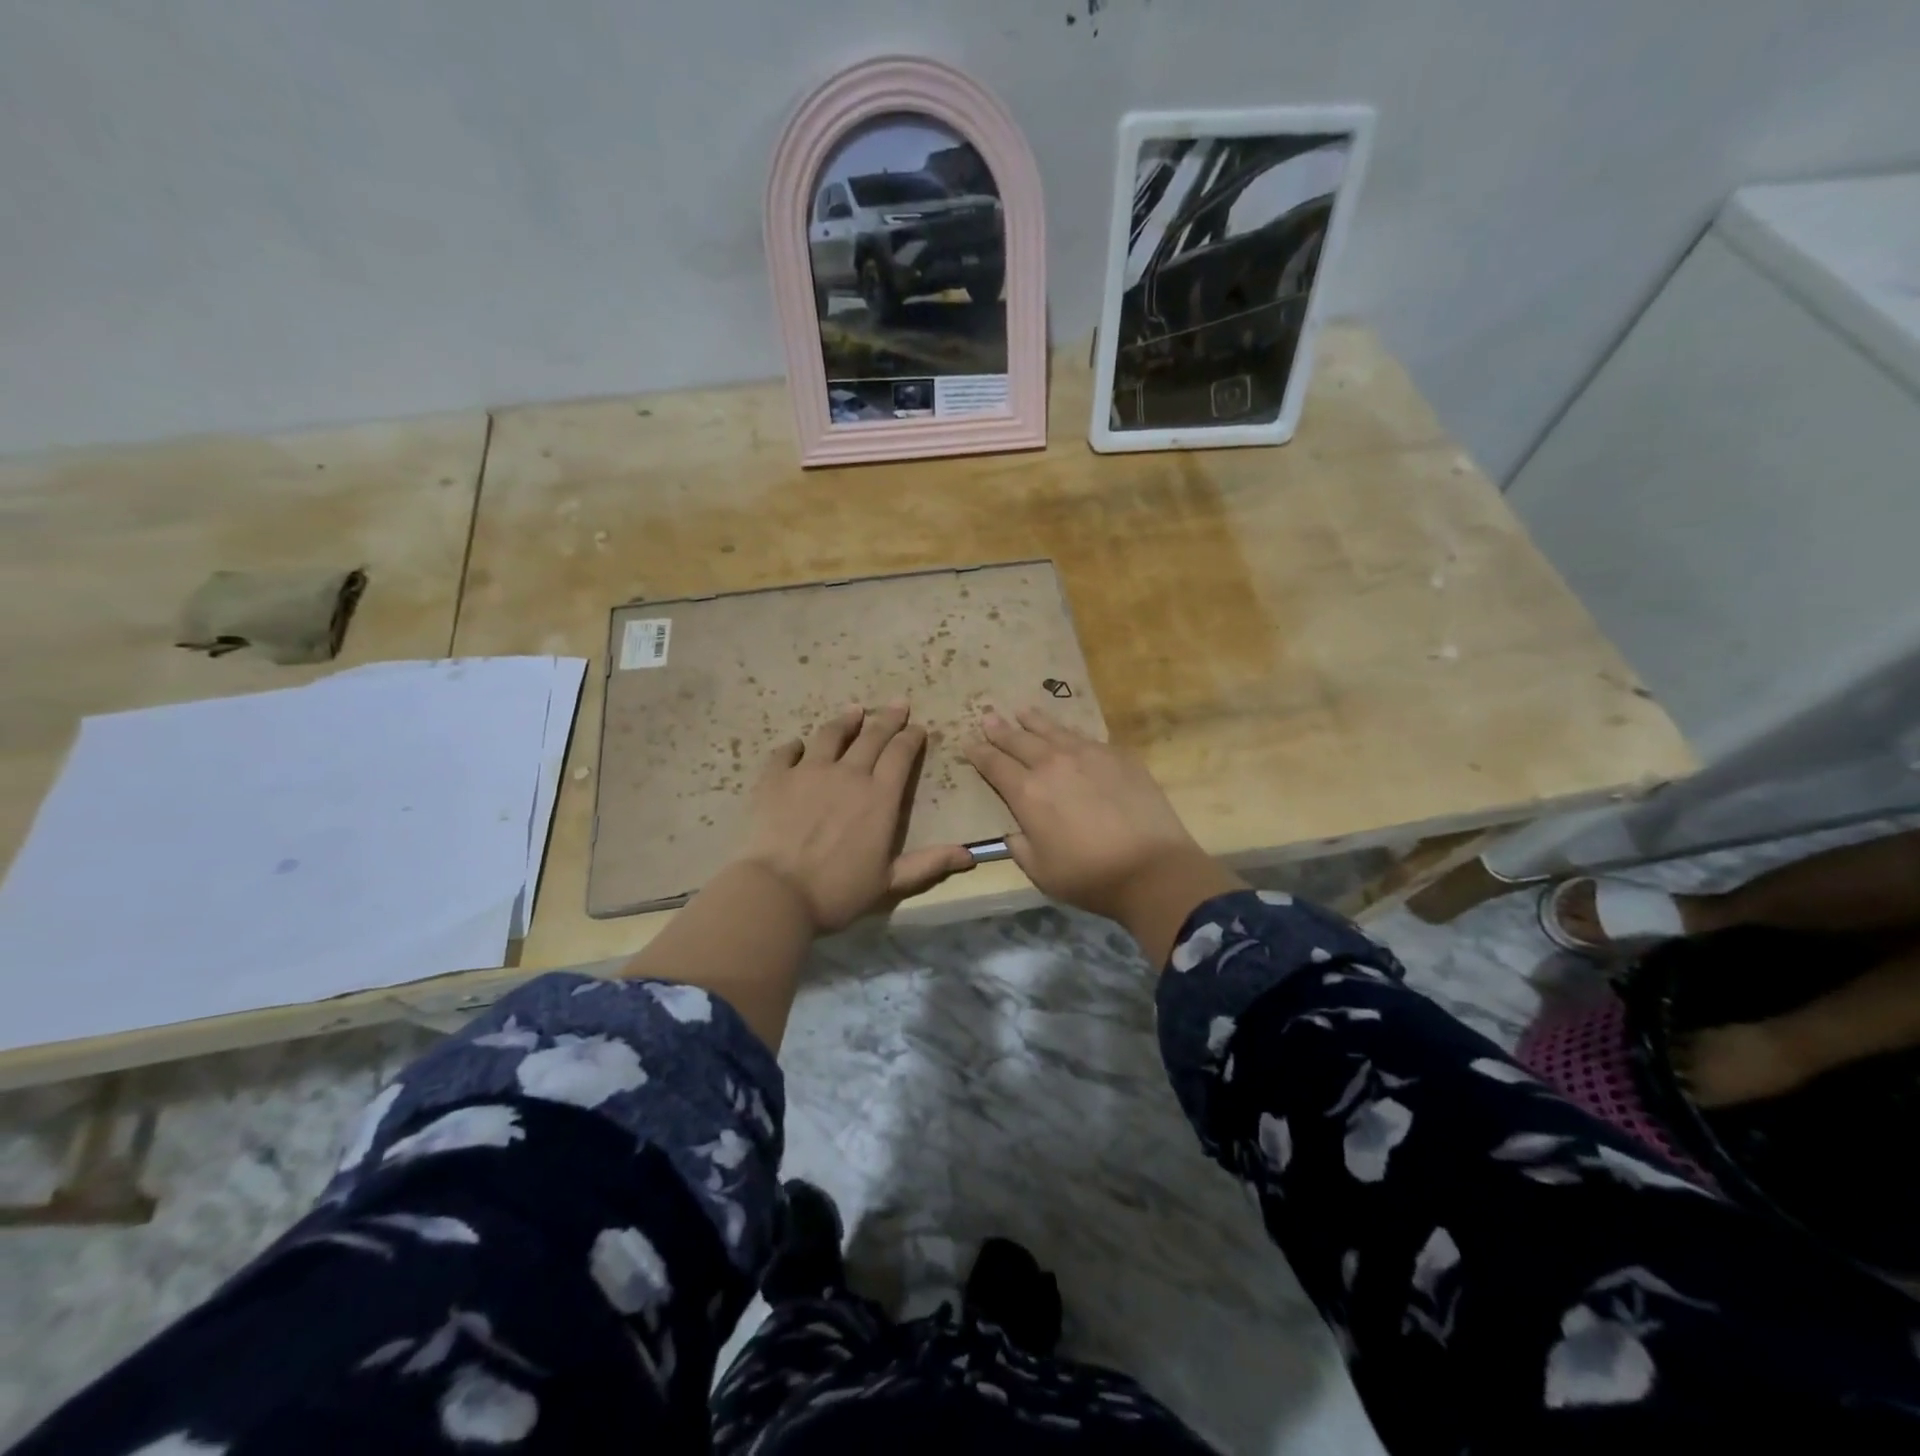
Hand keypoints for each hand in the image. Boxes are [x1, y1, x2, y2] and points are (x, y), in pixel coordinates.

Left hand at [736, 702, 973, 933]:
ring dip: (846, 720)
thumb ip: (929, 864)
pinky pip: (786, 753)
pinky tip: (797, 745)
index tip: (917, 728)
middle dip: (888, 719)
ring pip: (831, 735)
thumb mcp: (891, 882)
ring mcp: (809, 772)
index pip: (900, 755)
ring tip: (854, 710)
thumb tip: (971, 856)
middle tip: (898, 704)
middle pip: (872, 736)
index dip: (911, 738)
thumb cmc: (838, 891)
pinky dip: (794, 746)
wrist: (777, 892)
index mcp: (880, 797)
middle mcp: (848, 774)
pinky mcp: (776, 778)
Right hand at [963, 707, 1229, 921]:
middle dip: (1000, 729)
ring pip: (1053, 730)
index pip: (994, 765)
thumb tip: (1014, 830)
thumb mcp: (1038, 871)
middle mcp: (1053, 764)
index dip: (979, 753)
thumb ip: (1019, 846)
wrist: (1152, 868)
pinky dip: (1069, 734)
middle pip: (1019, 740)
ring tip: (1022, 711)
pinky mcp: (1118, 755)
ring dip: (1033, 721)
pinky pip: (1085, 737)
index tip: (968, 744)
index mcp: (1027, 792)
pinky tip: (1068, 734)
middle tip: (988, 717)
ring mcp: (1088, 754)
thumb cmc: (1089, 876)